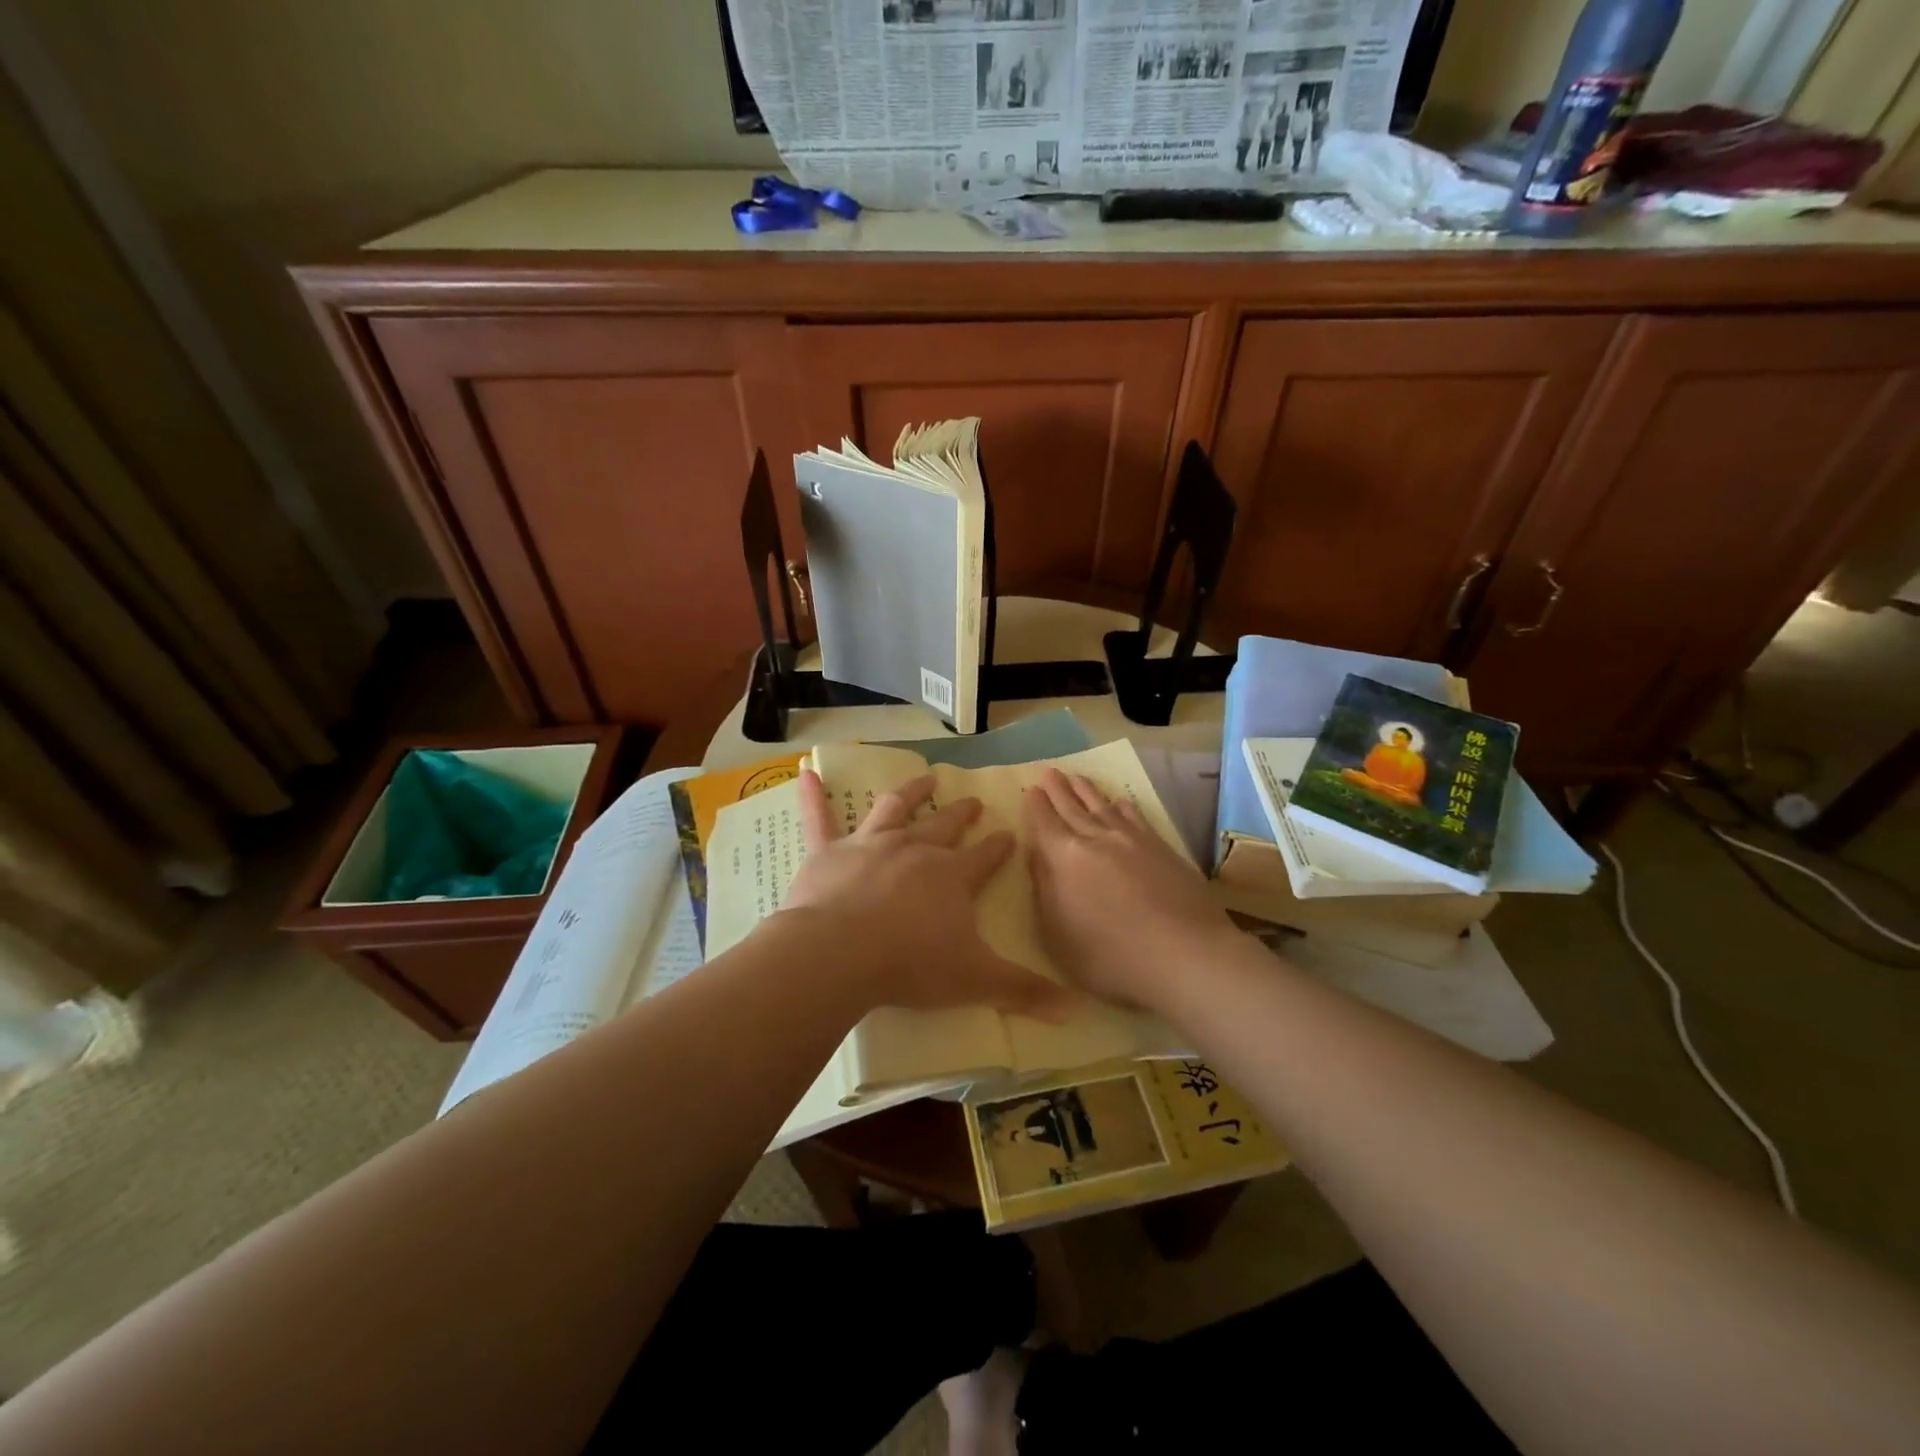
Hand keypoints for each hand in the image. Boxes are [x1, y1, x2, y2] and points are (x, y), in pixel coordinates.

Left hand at [783, 770, 1071, 1018]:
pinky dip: (813, 795)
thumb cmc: (911, 964)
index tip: (1009, 834)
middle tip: (974, 802)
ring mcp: (869, 845)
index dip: (999, 846)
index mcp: (952, 876)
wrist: (839, 954)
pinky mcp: (828, 852)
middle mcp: (915, 849)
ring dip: (912, 791)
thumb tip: (1074, 1010)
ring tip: (927, 778)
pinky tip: (807, 772)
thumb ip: (1023, 991)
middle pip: (945, 825)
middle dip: (963, 813)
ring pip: (895, 808)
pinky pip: (819, 818)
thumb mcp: (975, 980)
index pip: (984, 856)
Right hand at [1023, 768, 1236, 1009]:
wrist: (1184, 954)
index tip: (1029, 788)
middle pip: (1071, 806)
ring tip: (1077, 777)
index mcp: (1064, 858)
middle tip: (1048, 770)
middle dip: (1057, 788)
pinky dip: (1123, 806)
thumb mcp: (1058, 934)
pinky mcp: (1160, 847)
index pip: (1044, 822)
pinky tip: (1121, 802)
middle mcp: (1095, 839)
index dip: (1035, 805)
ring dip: (1087, 790)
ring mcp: (1131, 840)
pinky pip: (1135, 817)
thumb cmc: (1110, 956)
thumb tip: (1036, 854)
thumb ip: (1044, 890)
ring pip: (1102, 806)